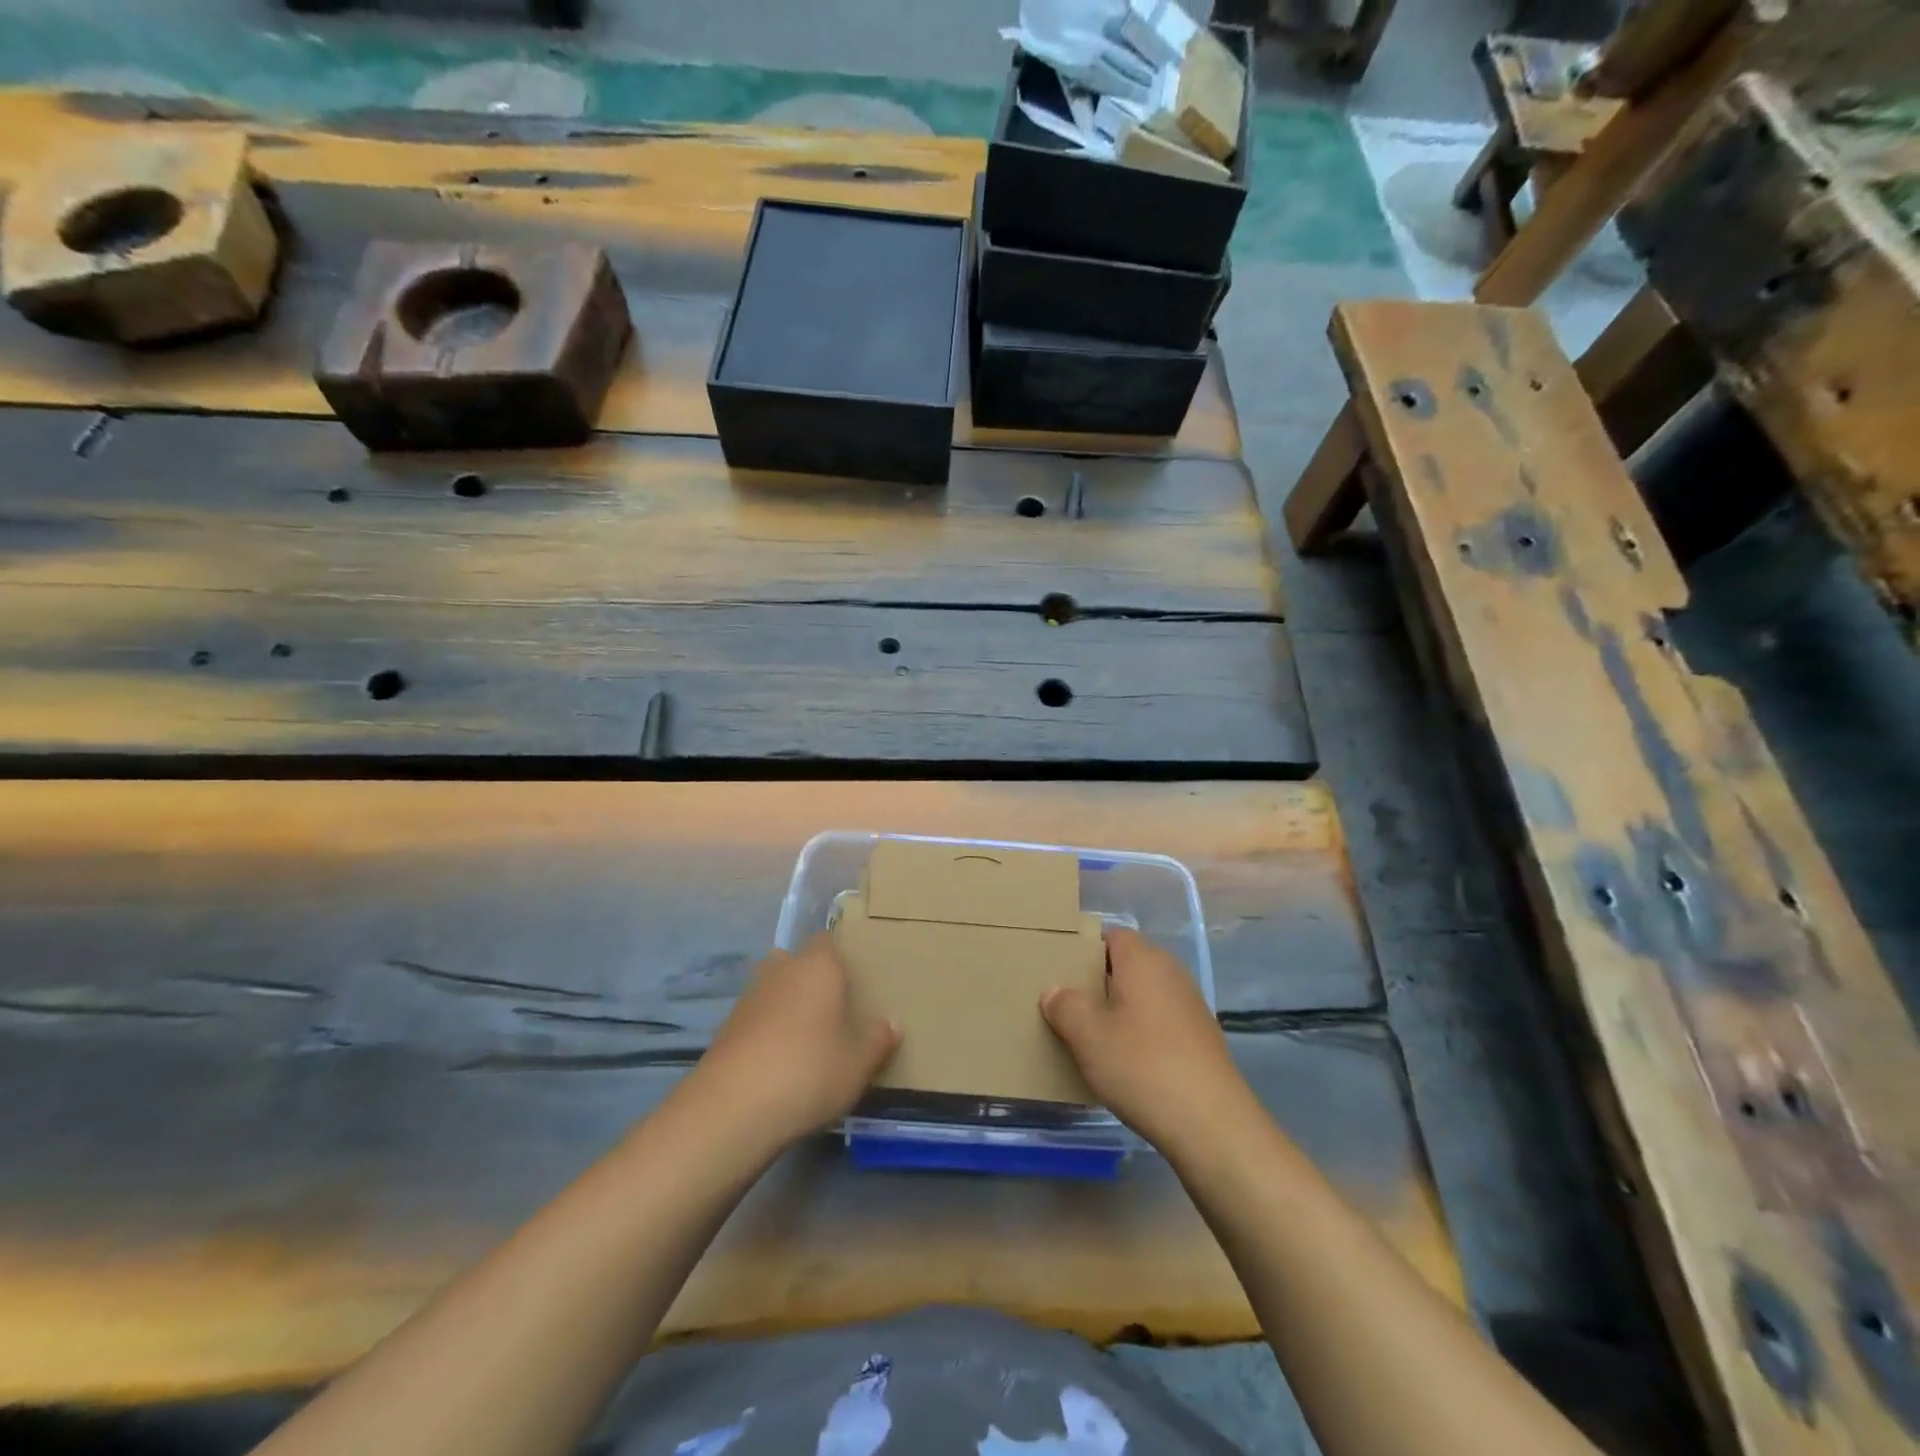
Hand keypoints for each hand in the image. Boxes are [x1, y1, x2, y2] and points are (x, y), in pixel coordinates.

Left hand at [683, 936, 900, 1152]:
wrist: (731, 1109)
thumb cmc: (808, 1072)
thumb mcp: (858, 1064)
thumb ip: (878, 1040)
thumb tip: (892, 1024)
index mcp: (818, 966)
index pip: (828, 941)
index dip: (841, 957)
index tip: (856, 979)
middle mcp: (781, 970)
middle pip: (798, 962)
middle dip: (812, 979)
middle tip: (835, 1008)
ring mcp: (749, 998)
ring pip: (775, 989)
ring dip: (788, 1005)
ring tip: (809, 1037)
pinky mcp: (726, 1028)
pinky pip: (757, 1017)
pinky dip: (768, 1030)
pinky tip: (780, 1060)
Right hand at [1041, 928, 1255, 1155]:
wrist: (1211, 1123)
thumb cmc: (1142, 1065)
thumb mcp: (1088, 1036)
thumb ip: (1065, 1006)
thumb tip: (1054, 991)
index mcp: (1143, 959)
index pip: (1111, 935)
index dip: (1085, 948)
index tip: (1061, 970)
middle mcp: (1170, 972)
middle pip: (1128, 965)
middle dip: (1099, 981)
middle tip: (1068, 1005)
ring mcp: (1190, 1005)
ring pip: (1144, 995)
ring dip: (1119, 1010)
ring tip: (1091, 1036)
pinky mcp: (1201, 1038)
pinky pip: (1160, 1021)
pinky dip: (1141, 1032)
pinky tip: (1125, 1061)